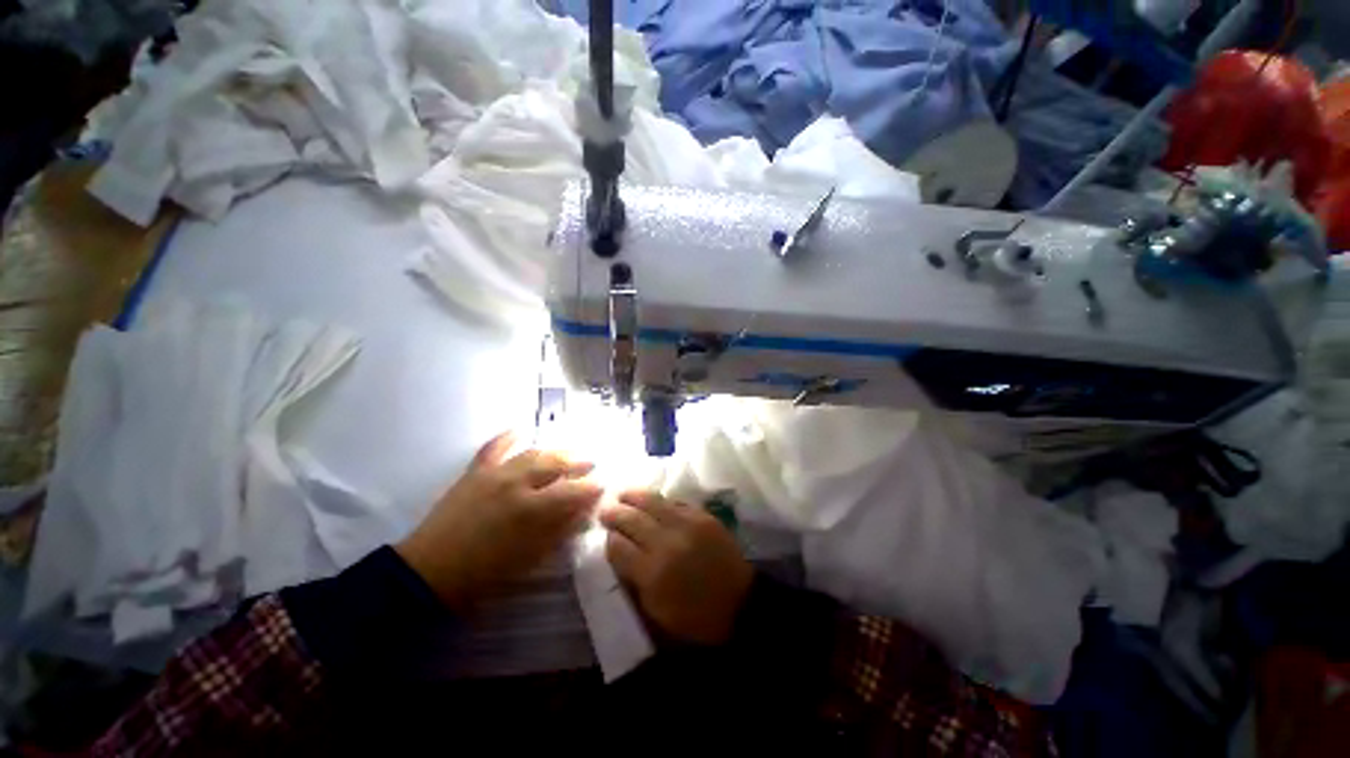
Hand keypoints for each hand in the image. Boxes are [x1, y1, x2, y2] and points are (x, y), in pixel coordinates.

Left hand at [397, 432, 601, 608]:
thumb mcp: (530, 558)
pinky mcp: (475, 472)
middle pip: (556, 464)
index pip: (573, 491)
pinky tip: (520, 430)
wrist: (430, 572)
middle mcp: (516, 483)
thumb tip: (584, 512)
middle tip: (591, 463)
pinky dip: (507, 437)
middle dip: (578, 462)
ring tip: (567, 452)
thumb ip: (560, 531)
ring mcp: (494, 474)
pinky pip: (493, 448)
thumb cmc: (485, 574)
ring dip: (554, 451)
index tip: (602, 485)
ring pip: (532, 453)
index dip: (591, 487)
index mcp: (532, 509)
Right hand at [600, 491, 753, 644]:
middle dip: (614, 512)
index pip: (619, 547)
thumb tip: (621, 553)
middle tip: (605, 508)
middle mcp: (666, 542)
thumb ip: (635, 580)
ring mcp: (686, 524)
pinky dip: (660, 500)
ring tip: (623, 493)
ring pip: (652, 501)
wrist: (739, 603)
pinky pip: (675, 501)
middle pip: (632, 519)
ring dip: (633, 496)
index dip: (609, 539)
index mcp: (652, 573)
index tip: (606, 535)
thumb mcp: (656, 610)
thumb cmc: (695, 616)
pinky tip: (652, 500)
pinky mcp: (702, 516)